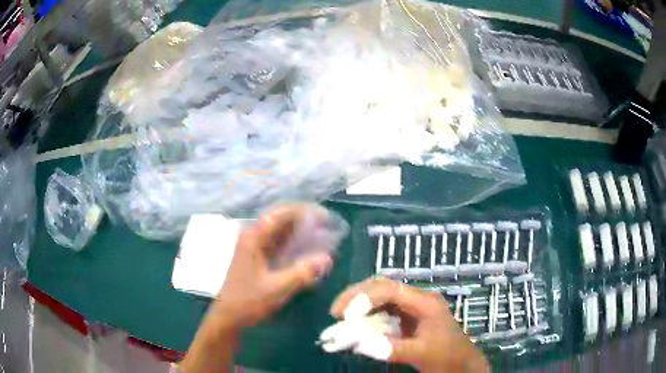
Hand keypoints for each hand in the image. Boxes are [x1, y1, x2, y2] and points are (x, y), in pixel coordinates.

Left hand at [210, 204, 333, 328]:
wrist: (228, 316)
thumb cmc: (249, 301)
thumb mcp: (277, 289)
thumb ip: (302, 273)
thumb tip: (327, 258)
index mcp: (254, 238)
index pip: (281, 214)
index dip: (305, 211)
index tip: (325, 216)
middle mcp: (253, 236)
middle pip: (282, 219)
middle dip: (305, 220)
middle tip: (328, 226)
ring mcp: (254, 246)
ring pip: (281, 231)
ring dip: (301, 231)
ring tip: (323, 235)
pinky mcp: (257, 257)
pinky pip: (279, 243)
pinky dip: (294, 243)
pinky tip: (308, 250)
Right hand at [330, 278, 488, 372]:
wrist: (461, 363)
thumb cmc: (446, 357)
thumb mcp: (422, 354)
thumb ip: (393, 349)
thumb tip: (360, 343)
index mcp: (425, 302)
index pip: (390, 289)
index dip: (364, 297)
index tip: (344, 314)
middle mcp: (417, 299)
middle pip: (383, 286)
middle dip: (356, 296)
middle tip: (335, 311)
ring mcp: (412, 308)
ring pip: (380, 297)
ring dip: (359, 305)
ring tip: (340, 317)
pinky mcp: (407, 318)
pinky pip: (383, 311)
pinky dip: (366, 317)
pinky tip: (356, 325)